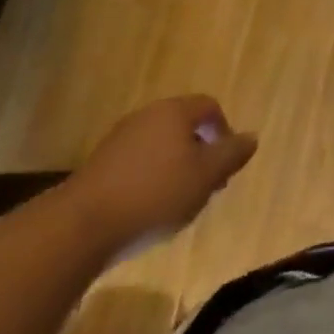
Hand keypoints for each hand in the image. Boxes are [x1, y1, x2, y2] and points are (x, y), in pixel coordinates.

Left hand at [62, 95, 257, 250]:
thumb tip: (252, 137)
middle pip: (183, 125)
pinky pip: (136, 163)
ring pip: (159, 145)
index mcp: (175, 111)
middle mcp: (147, 115)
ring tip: (177, 201)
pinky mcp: (99, 164)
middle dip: (199, 151)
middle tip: (205, 185)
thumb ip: (231, 154)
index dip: (223, 132)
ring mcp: (120, 138)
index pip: (209, 107)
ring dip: (174, 166)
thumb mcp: (205, 177)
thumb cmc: (155, 194)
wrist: (82, 226)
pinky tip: (147, 209)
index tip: (225, 165)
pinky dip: (149, 179)